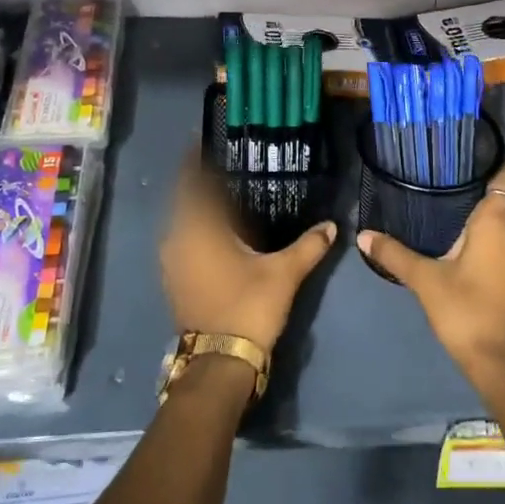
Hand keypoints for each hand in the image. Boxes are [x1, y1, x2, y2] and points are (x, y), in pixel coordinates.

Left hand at [160, 156, 335, 354]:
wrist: (220, 361)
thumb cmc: (248, 306)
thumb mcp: (284, 273)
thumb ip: (308, 246)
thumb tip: (332, 226)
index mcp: (197, 229)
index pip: (191, 183)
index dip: (194, 161)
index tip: (204, 142)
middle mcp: (177, 239)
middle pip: (185, 202)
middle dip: (202, 185)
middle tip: (227, 169)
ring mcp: (171, 263)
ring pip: (183, 225)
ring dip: (199, 211)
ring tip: (227, 199)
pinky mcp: (175, 281)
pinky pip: (183, 243)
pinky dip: (198, 233)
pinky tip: (221, 235)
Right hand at [357, 161, 504, 388]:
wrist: (502, 361)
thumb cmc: (466, 310)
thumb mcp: (425, 280)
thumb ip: (394, 254)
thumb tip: (363, 234)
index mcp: (497, 222)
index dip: (496, 160)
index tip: (472, 150)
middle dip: (490, 181)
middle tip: (455, 172)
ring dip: (495, 207)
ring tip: (459, 197)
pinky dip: (497, 229)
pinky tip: (470, 235)